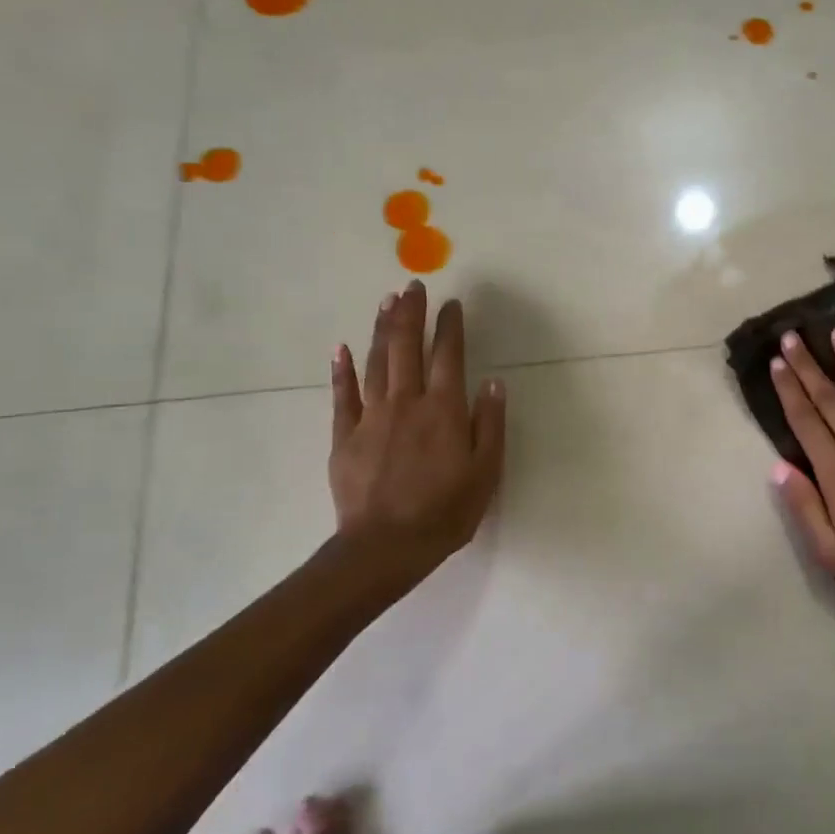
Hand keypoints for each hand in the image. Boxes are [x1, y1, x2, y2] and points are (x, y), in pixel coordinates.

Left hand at [329, 281, 505, 573]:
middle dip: (411, 313)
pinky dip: (342, 369)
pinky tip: (343, 348)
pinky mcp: (344, 435)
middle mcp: (407, 403)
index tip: (452, 303)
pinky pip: (342, 395)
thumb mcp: (485, 473)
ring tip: (387, 302)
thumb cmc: (445, 512)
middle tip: (412, 286)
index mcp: (444, 410)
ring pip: (377, 362)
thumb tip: (492, 383)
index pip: (448, 356)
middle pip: (407, 347)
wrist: (385, 546)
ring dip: (383, 329)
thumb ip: (490, 425)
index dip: (451, 326)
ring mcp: (371, 417)